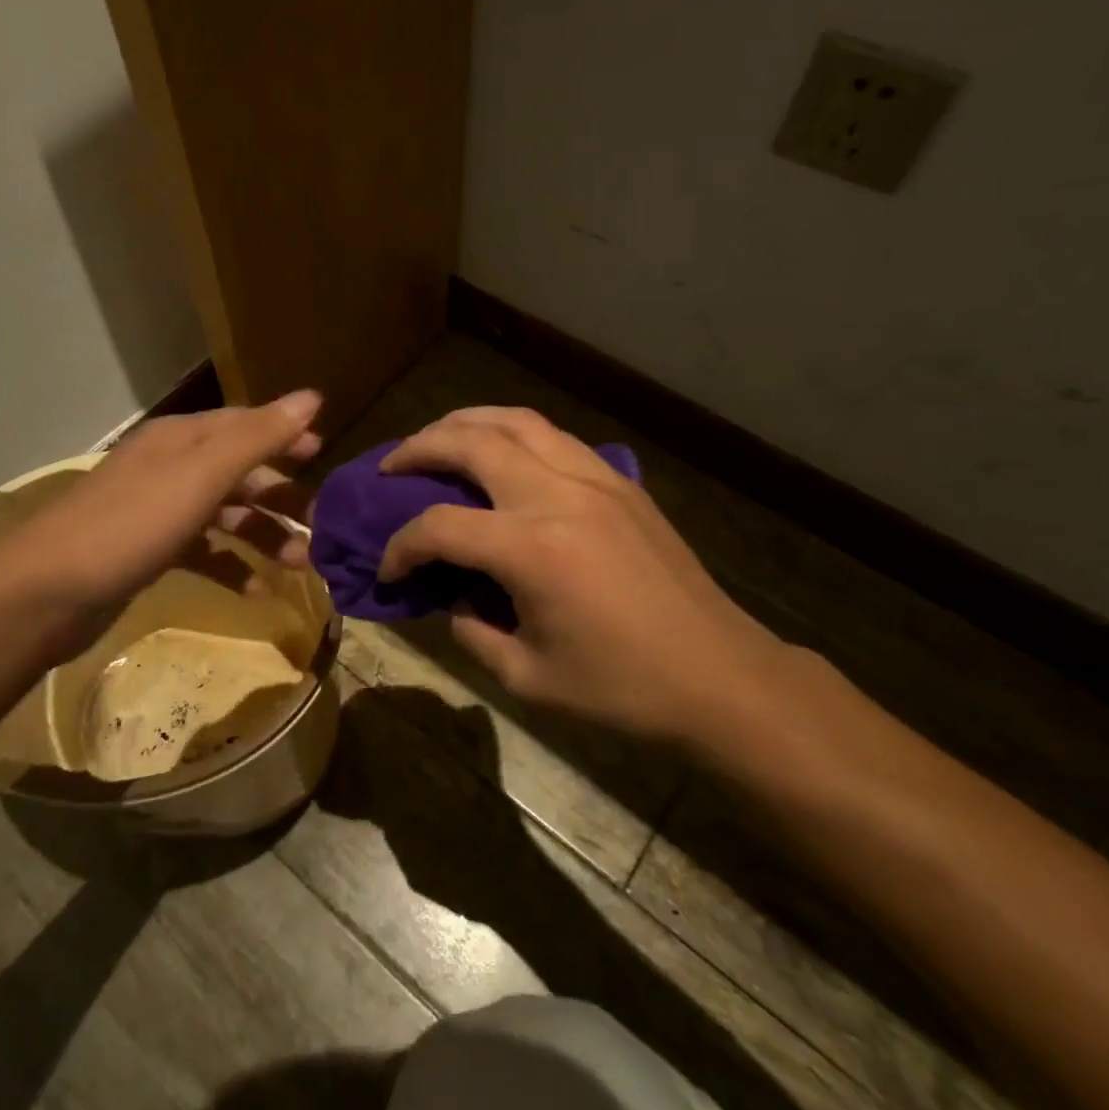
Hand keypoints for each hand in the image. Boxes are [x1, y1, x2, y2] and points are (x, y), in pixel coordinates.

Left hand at [5, 391, 321, 611]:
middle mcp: (172, 467)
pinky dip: (232, 567)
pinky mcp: (149, 552)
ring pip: (226, 514)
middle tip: (323, 523)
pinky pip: (204, 552)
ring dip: (264, 535)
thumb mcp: (202, 474)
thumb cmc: (133, 523)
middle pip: (240, 472)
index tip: (325, 454)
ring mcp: (158, 511)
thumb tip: (313, 397)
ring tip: (302, 564)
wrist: (46, 593)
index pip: (246, 425)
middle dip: (282, 495)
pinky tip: (258, 592)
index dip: (287, 436)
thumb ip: (259, 437)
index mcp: (183, 439)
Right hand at [377, 407, 791, 744]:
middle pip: (472, 443)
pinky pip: (554, 437)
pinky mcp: (619, 482)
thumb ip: (474, 632)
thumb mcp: (529, 678)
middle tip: (391, 466)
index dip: (401, 546)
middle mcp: (558, 496)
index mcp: (532, 550)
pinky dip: (513, 433)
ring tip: (438, 440)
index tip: (388, 569)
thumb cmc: (624, 689)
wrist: (720, 676)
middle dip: (419, 449)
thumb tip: (453, 599)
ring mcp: (594, 479)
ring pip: (516, 421)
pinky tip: (502, 454)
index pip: (440, 528)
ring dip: (465, 423)